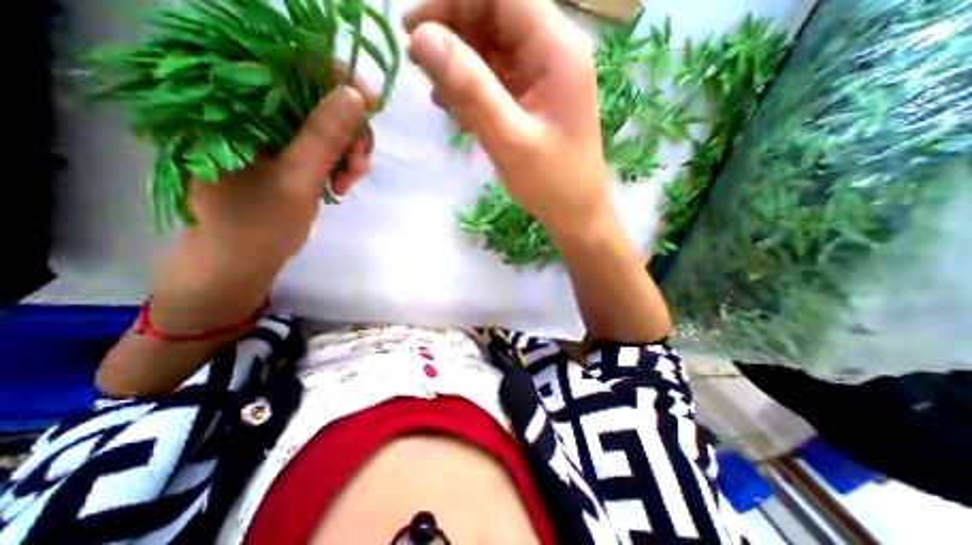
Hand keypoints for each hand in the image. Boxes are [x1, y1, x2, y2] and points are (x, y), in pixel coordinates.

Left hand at [148, 83, 374, 340]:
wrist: (244, 257)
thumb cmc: (257, 222)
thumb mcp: (296, 178)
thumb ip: (324, 135)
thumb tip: (357, 94)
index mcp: (233, 102)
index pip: (289, 62)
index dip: (336, 78)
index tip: (371, 106)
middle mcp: (252, 107)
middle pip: (320, 96)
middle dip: (350, 132)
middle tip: (356, 168)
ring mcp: (275, 130)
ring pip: (332, 123)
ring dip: (350, 152)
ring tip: (346, 183)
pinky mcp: (290, 149)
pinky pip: (330, 143)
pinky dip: (344, 162)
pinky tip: (341, 183)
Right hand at [404, 0, 612, 240]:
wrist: (575, 214)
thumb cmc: (550, 183)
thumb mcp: (508, 138)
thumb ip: (469, 87)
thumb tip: (423, 38)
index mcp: (557, 51)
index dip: (452, 2)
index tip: (414, 31)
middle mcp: (554, 53)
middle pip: (495, 17)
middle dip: (454, 36)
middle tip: (421, 67)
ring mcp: (546, 77)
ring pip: (495, 50)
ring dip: (462, 68)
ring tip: (440, 98)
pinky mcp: (536, 100)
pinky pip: (500, 80)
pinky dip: (475, 91)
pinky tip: (459, 113)